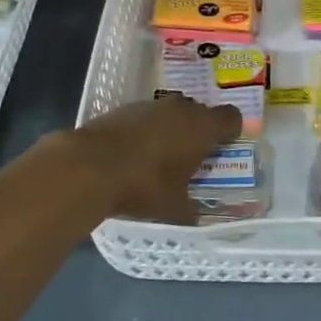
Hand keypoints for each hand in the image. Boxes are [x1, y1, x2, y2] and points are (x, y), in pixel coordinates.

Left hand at [67, 95, 241, 223]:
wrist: (89, 166)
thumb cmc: (144, 185)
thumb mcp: (174, 208)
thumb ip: (190, 209)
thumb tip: (195, 215)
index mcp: (202, 127)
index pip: (231, 118)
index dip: (231, 132)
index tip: (223, 148)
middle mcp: (180, 109)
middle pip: (200, 112)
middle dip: (199, 131)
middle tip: (192, 157)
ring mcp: (150, 105)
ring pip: (171, 113)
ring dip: (171, 129)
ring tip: (160, 157)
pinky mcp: (124, 108)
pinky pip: (146, 117)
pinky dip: (146, 131)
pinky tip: (134, 154)